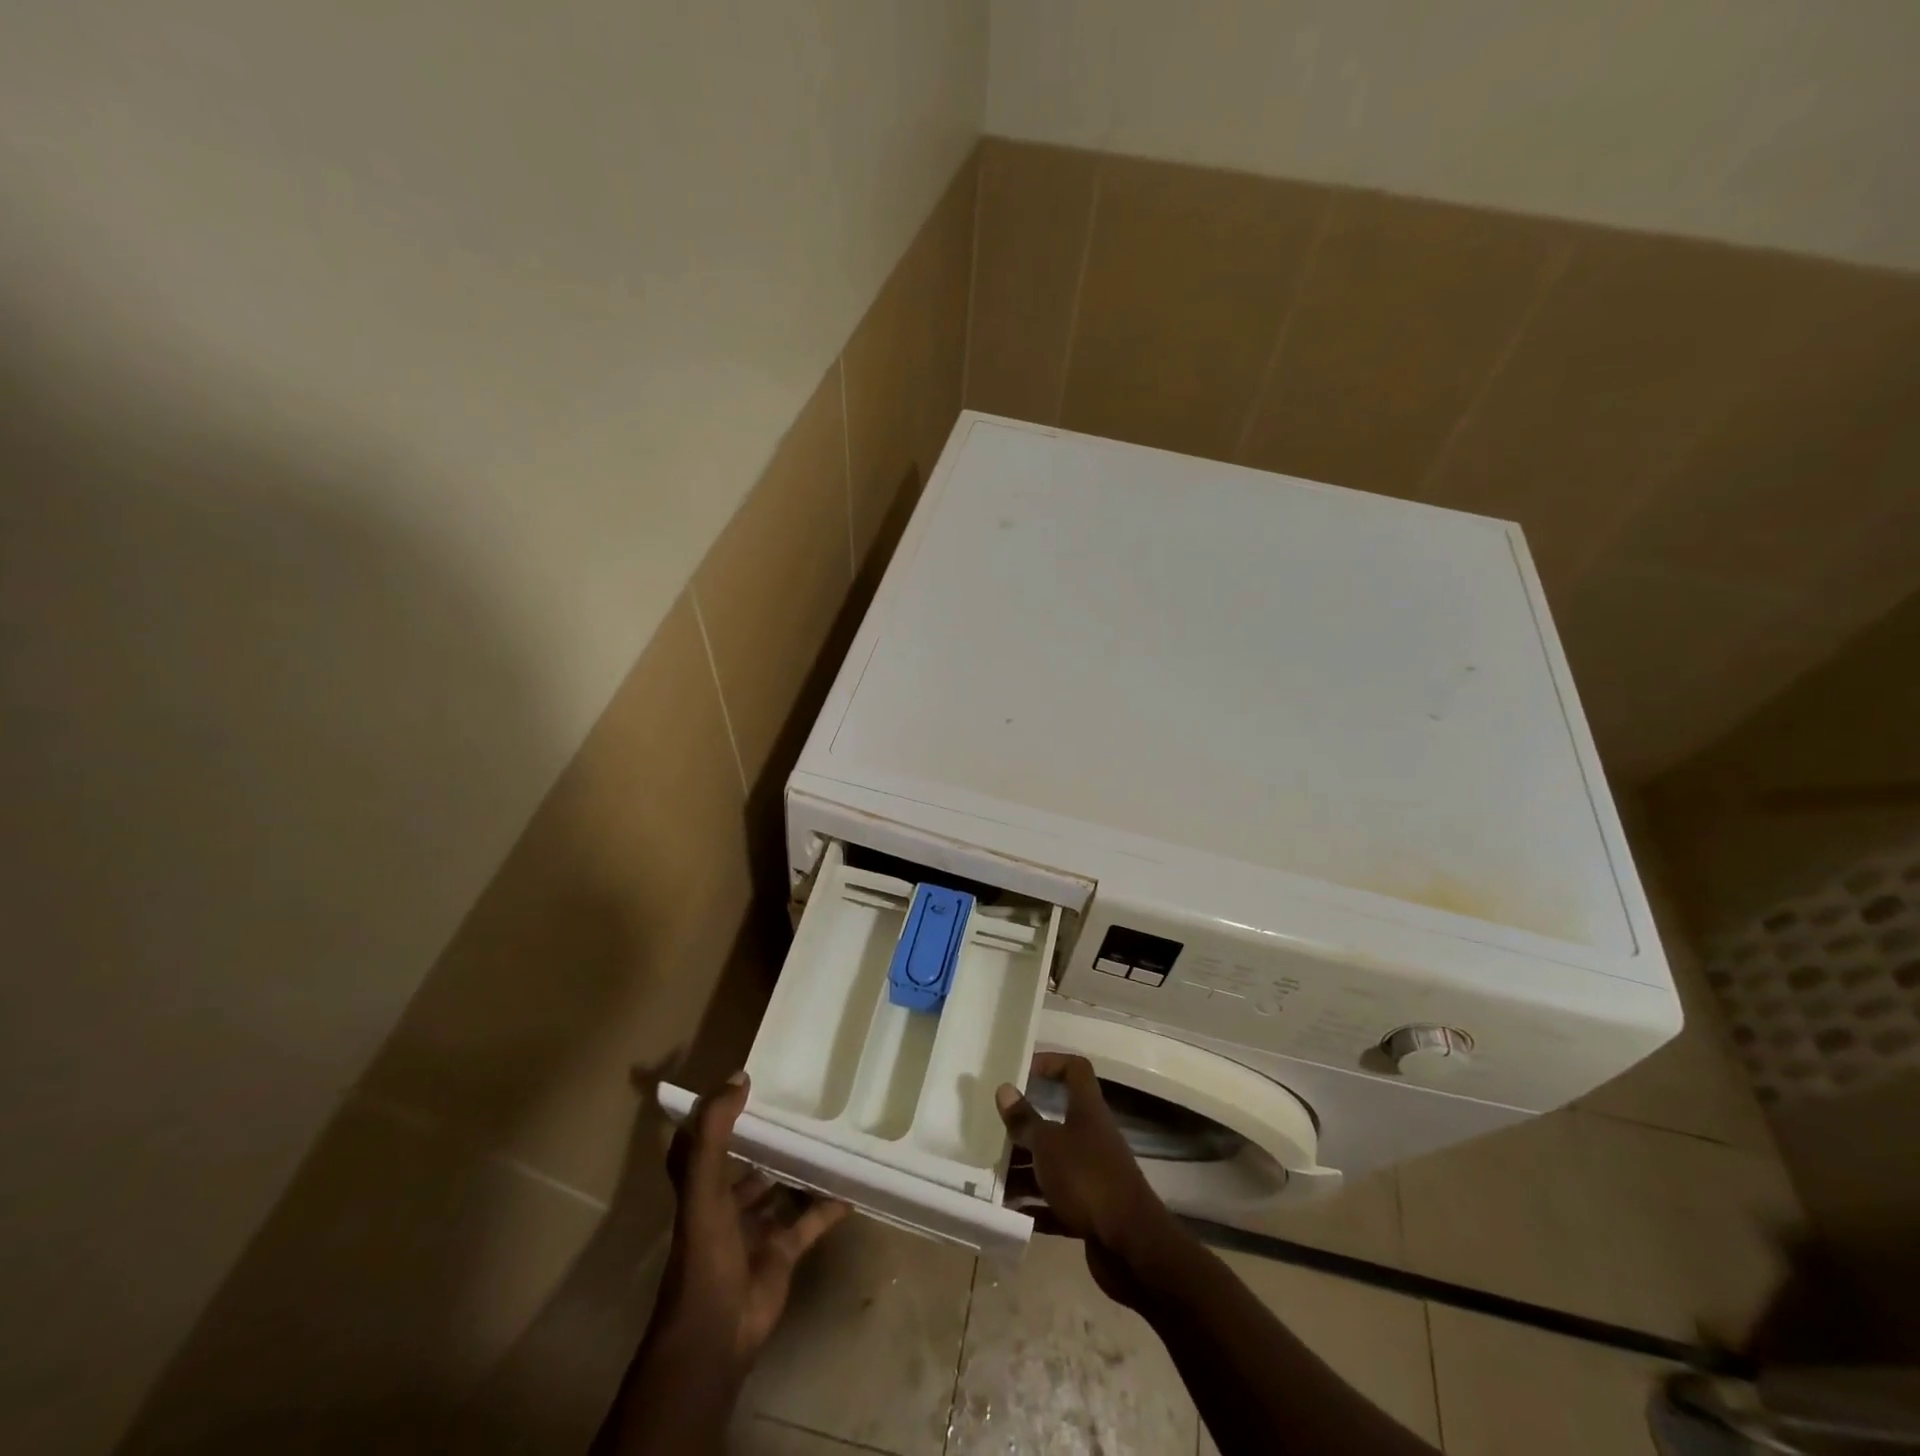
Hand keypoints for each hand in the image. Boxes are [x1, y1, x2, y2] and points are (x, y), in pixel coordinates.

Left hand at [655, 1072, 848, 1370]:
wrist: (717, 1331)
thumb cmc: (705, 1251)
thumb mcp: (703, 1185)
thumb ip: (715, 1130)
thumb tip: (739, 1076)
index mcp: (701, 1187)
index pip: (702, 1143)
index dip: (715, 1115)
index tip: (742, 1085)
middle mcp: (725, 1204)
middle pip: (746, 1164)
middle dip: (768, 1139)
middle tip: (800, 1105)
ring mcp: (755, 1230)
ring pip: (780, 1190)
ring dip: (799, 1169)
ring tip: (829, 1136)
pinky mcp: (782, 1252)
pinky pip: (809, 1221)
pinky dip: (828, 1207)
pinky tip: (850, 1186)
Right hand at [995, 1053, 1177, 1301]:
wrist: (1131, 1247)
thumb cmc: (1087, 1179)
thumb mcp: (1048, 1144)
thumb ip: (1024, 1119)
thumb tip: (1005, 1088)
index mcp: (1087, 1111)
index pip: (1075, 1070)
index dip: (1051, 1062)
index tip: (1022, 1070)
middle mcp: (1091, 1137)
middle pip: (1055, 1121)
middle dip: (1024, 1128)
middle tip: (992, 1132)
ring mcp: (1091, 1175)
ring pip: (1051, 1164)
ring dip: (1023, 1171)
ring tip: (989, 1178)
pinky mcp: (1088, 1211)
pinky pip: (1054, 1202)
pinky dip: (1033, 1205)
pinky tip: (1006, 1213)